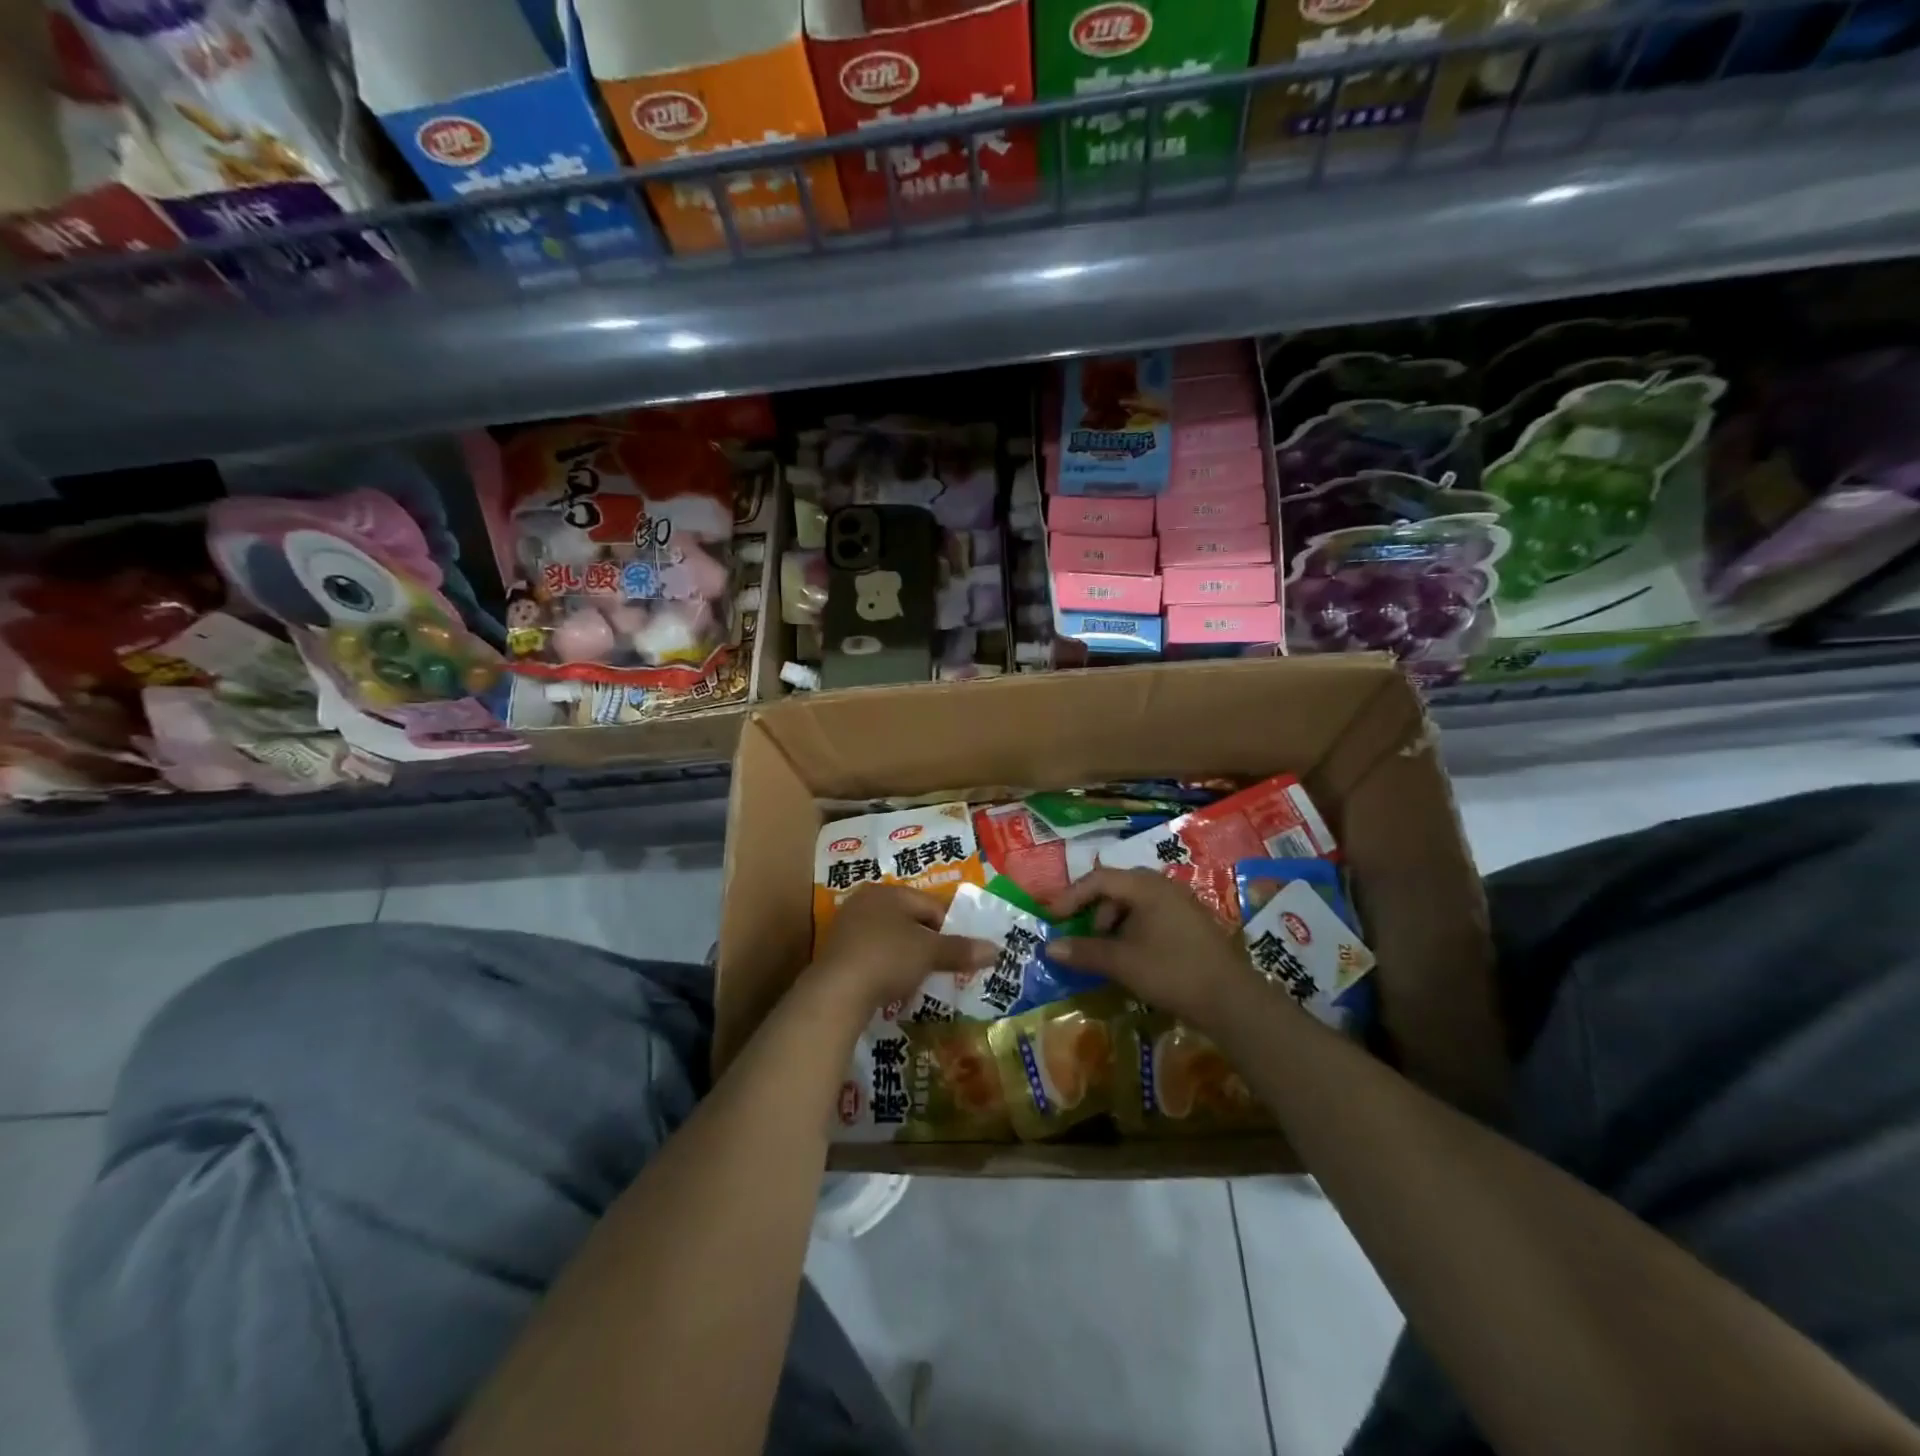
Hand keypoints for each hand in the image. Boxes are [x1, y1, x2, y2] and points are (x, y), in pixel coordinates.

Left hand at [809, 883, 996, 1018]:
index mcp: (888, 891)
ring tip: (921, 978)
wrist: (836, 992)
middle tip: (944, 966)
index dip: (951, 928)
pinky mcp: (836, 953)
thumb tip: (996, 950)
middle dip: (928, 942)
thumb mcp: (929, 953)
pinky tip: (893, 986)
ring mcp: (847, 927)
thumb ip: (961, 950)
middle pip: (909, 920)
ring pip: (890, 938)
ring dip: (907, 956)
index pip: (930, 904)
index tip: (962, 953)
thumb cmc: (888, 958)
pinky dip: (887, 967)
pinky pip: (872, 955)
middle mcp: (865, 901)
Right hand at [1045, 868, 1259, 1031]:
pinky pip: (1152, 914)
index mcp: (1146, 886)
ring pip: (1135, 902)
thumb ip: (1084, 952)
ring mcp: (1181, 902)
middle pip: (1117, 887)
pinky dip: (1134, 929)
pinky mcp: (1191, 922)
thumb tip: (1049, 947)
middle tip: (1084, 936)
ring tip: (1110, 952)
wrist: (1232, 999)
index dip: (1071, 896)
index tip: (1053, 918)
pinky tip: (1134, 956)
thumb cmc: (1171, 971)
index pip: (1099, 879)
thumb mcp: (1122, 963)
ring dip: (1115, 922)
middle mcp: (1164, 886)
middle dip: (1095, 910)